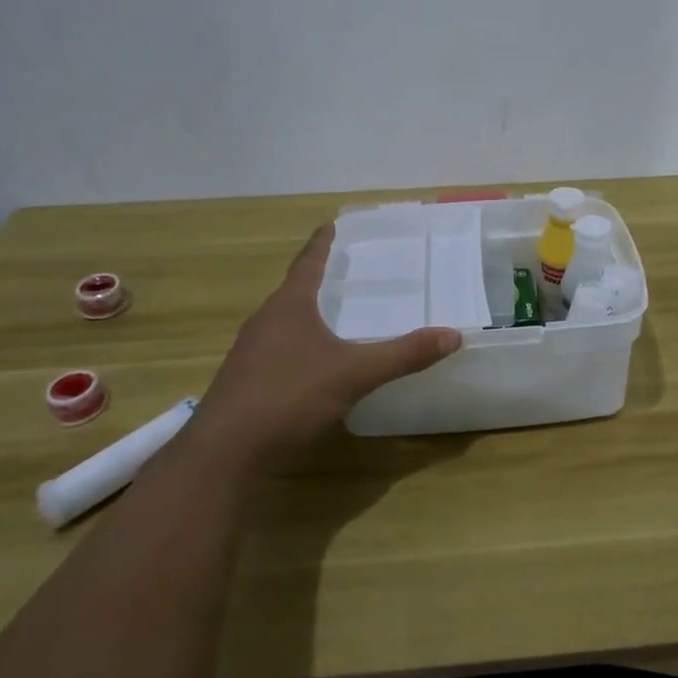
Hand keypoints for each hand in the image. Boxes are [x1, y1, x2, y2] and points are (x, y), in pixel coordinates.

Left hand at [196, 224, 461, 465]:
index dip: (322, 243)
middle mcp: (265, 321)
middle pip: (295, 290)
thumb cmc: (287, 398)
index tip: (332, 223)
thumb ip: (402, 355)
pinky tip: (316, 364)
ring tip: (337, 315)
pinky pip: (278, 350)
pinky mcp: (246, 382)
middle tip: (349, 271)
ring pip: (285, 322)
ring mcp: (251, 353)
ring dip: (309, 314)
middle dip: (320, 279)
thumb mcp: (353, 375)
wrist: (224, 455)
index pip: (308, 262)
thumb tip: (453, 335)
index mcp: (289, 306)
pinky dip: (301, 345)